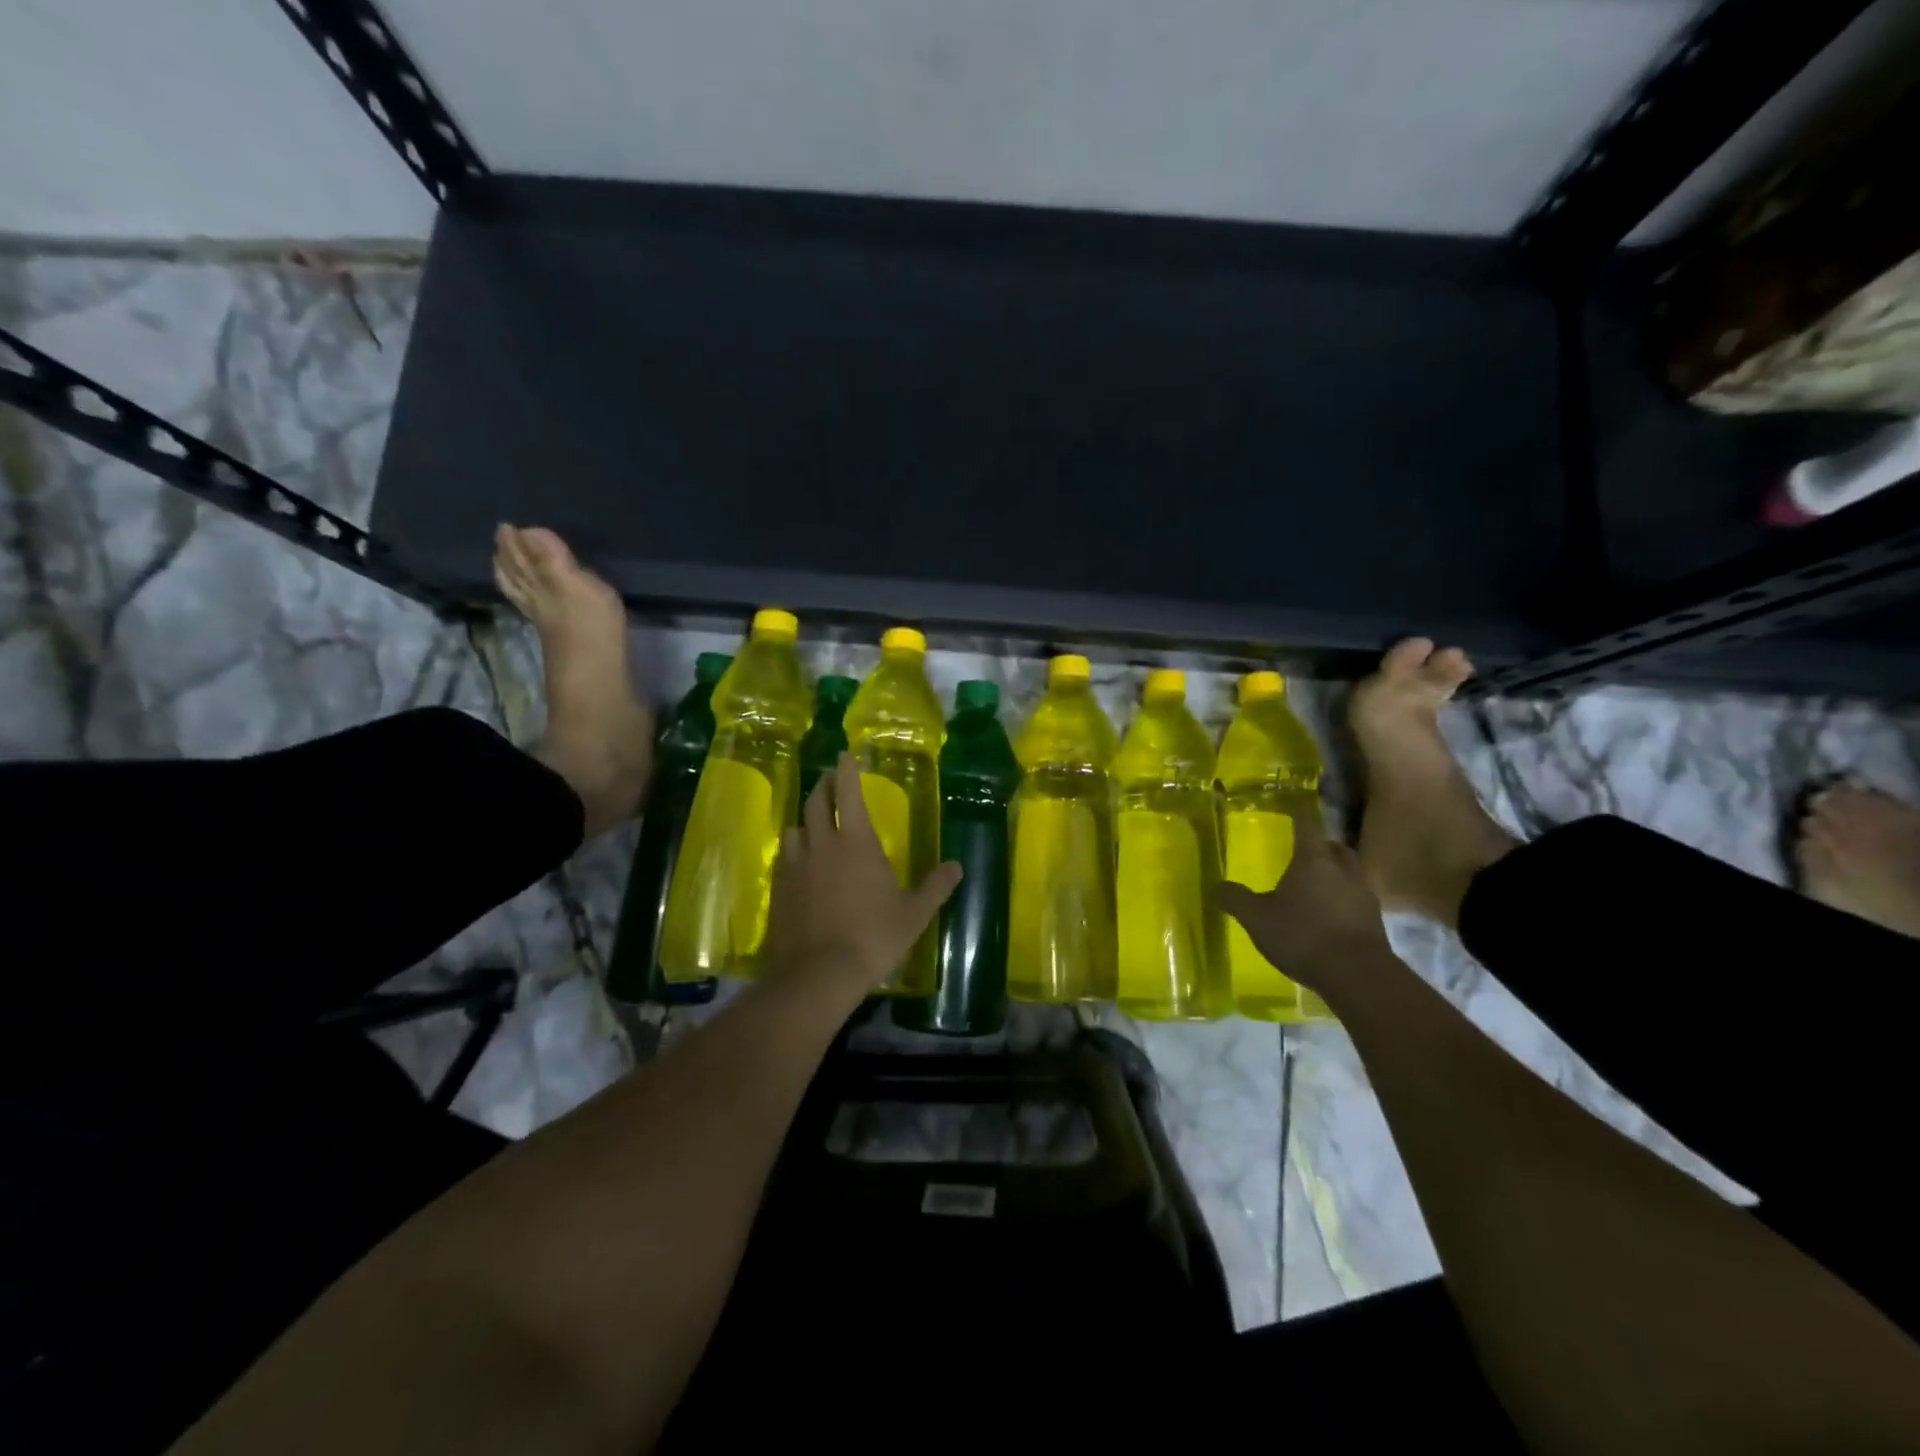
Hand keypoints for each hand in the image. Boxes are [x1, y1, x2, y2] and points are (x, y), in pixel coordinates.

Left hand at [762, 751, 962, 999]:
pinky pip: (784, 857)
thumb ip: (936, 886)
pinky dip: (794, 850)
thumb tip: (957, 867)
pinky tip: (801, 863)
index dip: (847, 770)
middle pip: (816, 801)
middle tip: (831, 779)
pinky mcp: (778, 887)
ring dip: (807, 820)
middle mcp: (822, 843)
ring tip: (816, 824)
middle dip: (824, 784)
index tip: (846, 755)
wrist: (818, 973)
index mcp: (856, 841)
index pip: (848, 792)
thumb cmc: (873, 937)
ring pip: (796, 828)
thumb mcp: (914, 913)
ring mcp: (795, 864)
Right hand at [1218, 817, 1391, 996]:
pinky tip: (1330, 917)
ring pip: (1350, 874)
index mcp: (1313, 860)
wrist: (1358, 975)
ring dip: (1337, 874)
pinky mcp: (1375, 922)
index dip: (1299, 814)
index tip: (1293, 806)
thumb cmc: (1303, 935)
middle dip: (1322, 846)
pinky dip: (1344, 901)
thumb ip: (1236, 899)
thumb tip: (1216, 886)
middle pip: (1335, 848)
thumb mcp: (1257, 918)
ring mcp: (1363, 896)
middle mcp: (1342, 871)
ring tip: (1318, 886)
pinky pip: (1357, 901)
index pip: (1306, 825)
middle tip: (1307, 851)